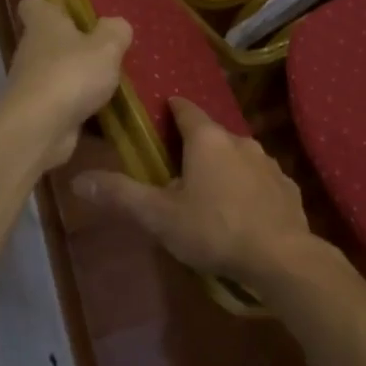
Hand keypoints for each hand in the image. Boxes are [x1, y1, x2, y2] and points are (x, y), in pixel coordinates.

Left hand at [0, 0, 130, 169]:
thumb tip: (116, 25)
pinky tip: (100, 111)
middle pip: (47, 40)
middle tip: (104, 51)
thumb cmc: (72, 74)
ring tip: (107, 83)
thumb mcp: (107, 46)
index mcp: (43, 24)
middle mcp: (30, 50)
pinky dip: (75, 105)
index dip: (50, 6)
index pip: (33, 4)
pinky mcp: (35, 111)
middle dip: (72, 46)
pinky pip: (58, 102)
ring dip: (75, 77)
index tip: (72, 13)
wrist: (39, 129)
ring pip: (54, 72)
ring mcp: (30, 83)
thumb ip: (116, 31)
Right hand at [74, 97, 324, 288]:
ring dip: (223, 167)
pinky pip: (260, 179)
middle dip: (195, 146)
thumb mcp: (160, 216)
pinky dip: (248, 188)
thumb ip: (121, 195)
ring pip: (238, 156)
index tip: (163, 110)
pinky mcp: (287, 186)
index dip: (173, 108)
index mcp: (207, 140)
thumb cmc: (214, 229)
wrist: (282, 257)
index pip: (186, 110)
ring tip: (209, 191)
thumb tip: (78, 179)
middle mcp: (240, 141)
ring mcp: (269, 163)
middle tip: (177, 166)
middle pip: (212, 135)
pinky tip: (242, 211)